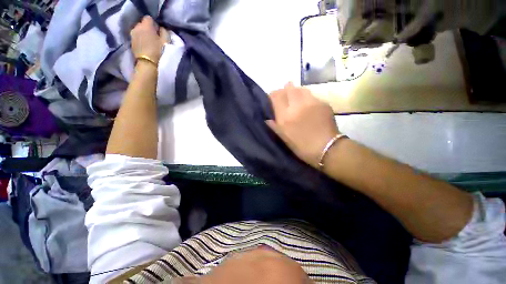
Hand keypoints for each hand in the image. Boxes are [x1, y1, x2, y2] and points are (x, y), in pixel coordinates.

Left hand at [130, 16, 168, 64]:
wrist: (147, 63)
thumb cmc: (158, 51)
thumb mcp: (165, 41)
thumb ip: (164, 32)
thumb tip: (161, 28)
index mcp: (146, 25)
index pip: (149, 18)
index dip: (154, 23)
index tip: (158, 31)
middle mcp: (137, 26)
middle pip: (142, 23)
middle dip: (147, 28)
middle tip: (154, 36)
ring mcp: (132, 33)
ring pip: (138, 29)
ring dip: (143, 33)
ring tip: (149, 41)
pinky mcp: (130, 41)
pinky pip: (136, 35)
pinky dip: (140, 38)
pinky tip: (144, 45)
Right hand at [267, 83, 338, 168]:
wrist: (327, 149)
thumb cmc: (302, 147)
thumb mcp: (284, 139)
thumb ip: (275, 126)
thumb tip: (267, 118)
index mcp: (285, 116)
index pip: (276, 96)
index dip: (273, 95)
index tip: (272, 98)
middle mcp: (297, 106)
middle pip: (289, 88)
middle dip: (285, 90)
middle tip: (285, 96)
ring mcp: (311, 102)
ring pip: (301, 89)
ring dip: (296, 91)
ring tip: (296, 98)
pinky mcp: (323, 103)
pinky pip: (312, 95)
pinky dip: (307, 98)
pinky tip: (308, 106)